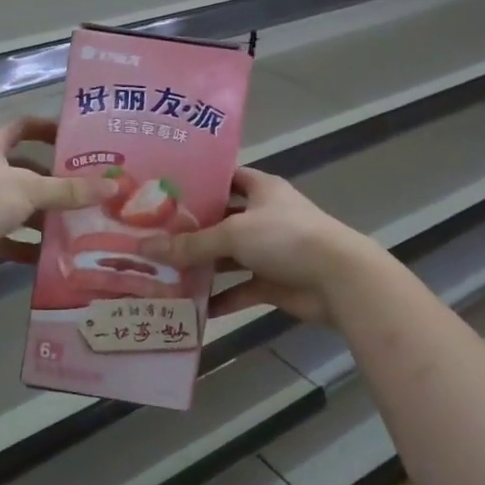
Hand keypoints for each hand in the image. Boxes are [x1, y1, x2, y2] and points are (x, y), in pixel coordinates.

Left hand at [0, 118, 115, 293]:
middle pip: (28, 172)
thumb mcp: (30, 188)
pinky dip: (35, 247)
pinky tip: (63, 254)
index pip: (22, 127)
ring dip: (50, 217)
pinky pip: (16, 240)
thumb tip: (113, 186)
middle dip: (58, 181)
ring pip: (23, 209)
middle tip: (94, 188)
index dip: (47, 128)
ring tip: (88, 223)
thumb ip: (70, 189)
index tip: (78, 138)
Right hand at [137, 168, 378, 326]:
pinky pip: (240, 289)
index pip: (226, 177)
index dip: (200, 182)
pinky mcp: (273, 283)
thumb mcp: (233, 234)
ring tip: (163, 270)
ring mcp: (270, 251)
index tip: (165, 190)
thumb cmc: (286, 238)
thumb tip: (145, 247)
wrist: (338, 280)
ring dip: (203, 266)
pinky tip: (192, 306)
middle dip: (191, 229)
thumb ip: (191, 244)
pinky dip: (221, 298)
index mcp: (262, 190)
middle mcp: (265, 217)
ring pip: (229, 257)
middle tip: (152, 234)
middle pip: (222, 220)